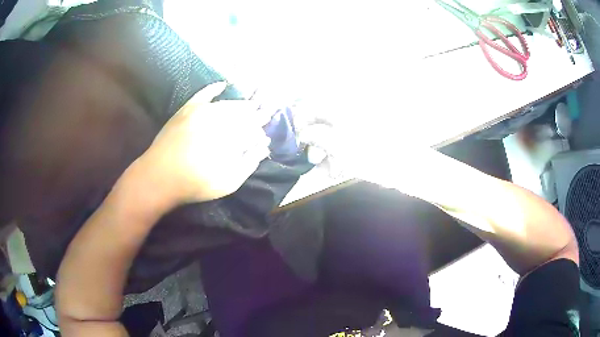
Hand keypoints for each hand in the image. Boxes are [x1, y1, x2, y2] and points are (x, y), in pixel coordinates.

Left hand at [132, 82, 271, 206]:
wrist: (159, 177)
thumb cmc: (195, 184)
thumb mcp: (228, 182)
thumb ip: (248, 163)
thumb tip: (263, 146)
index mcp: (231, 138)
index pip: (252, 128)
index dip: (260, 128)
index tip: (265, 129)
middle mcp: (219, 119)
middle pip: (242, 113)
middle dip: (254, 114)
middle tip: (263, 114)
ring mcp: (202, 111)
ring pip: (227, 103)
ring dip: (240, 105)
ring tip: (249, 106)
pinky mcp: (187, 109)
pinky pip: (203, 94)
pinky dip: (214, 88)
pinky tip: (223, 84)